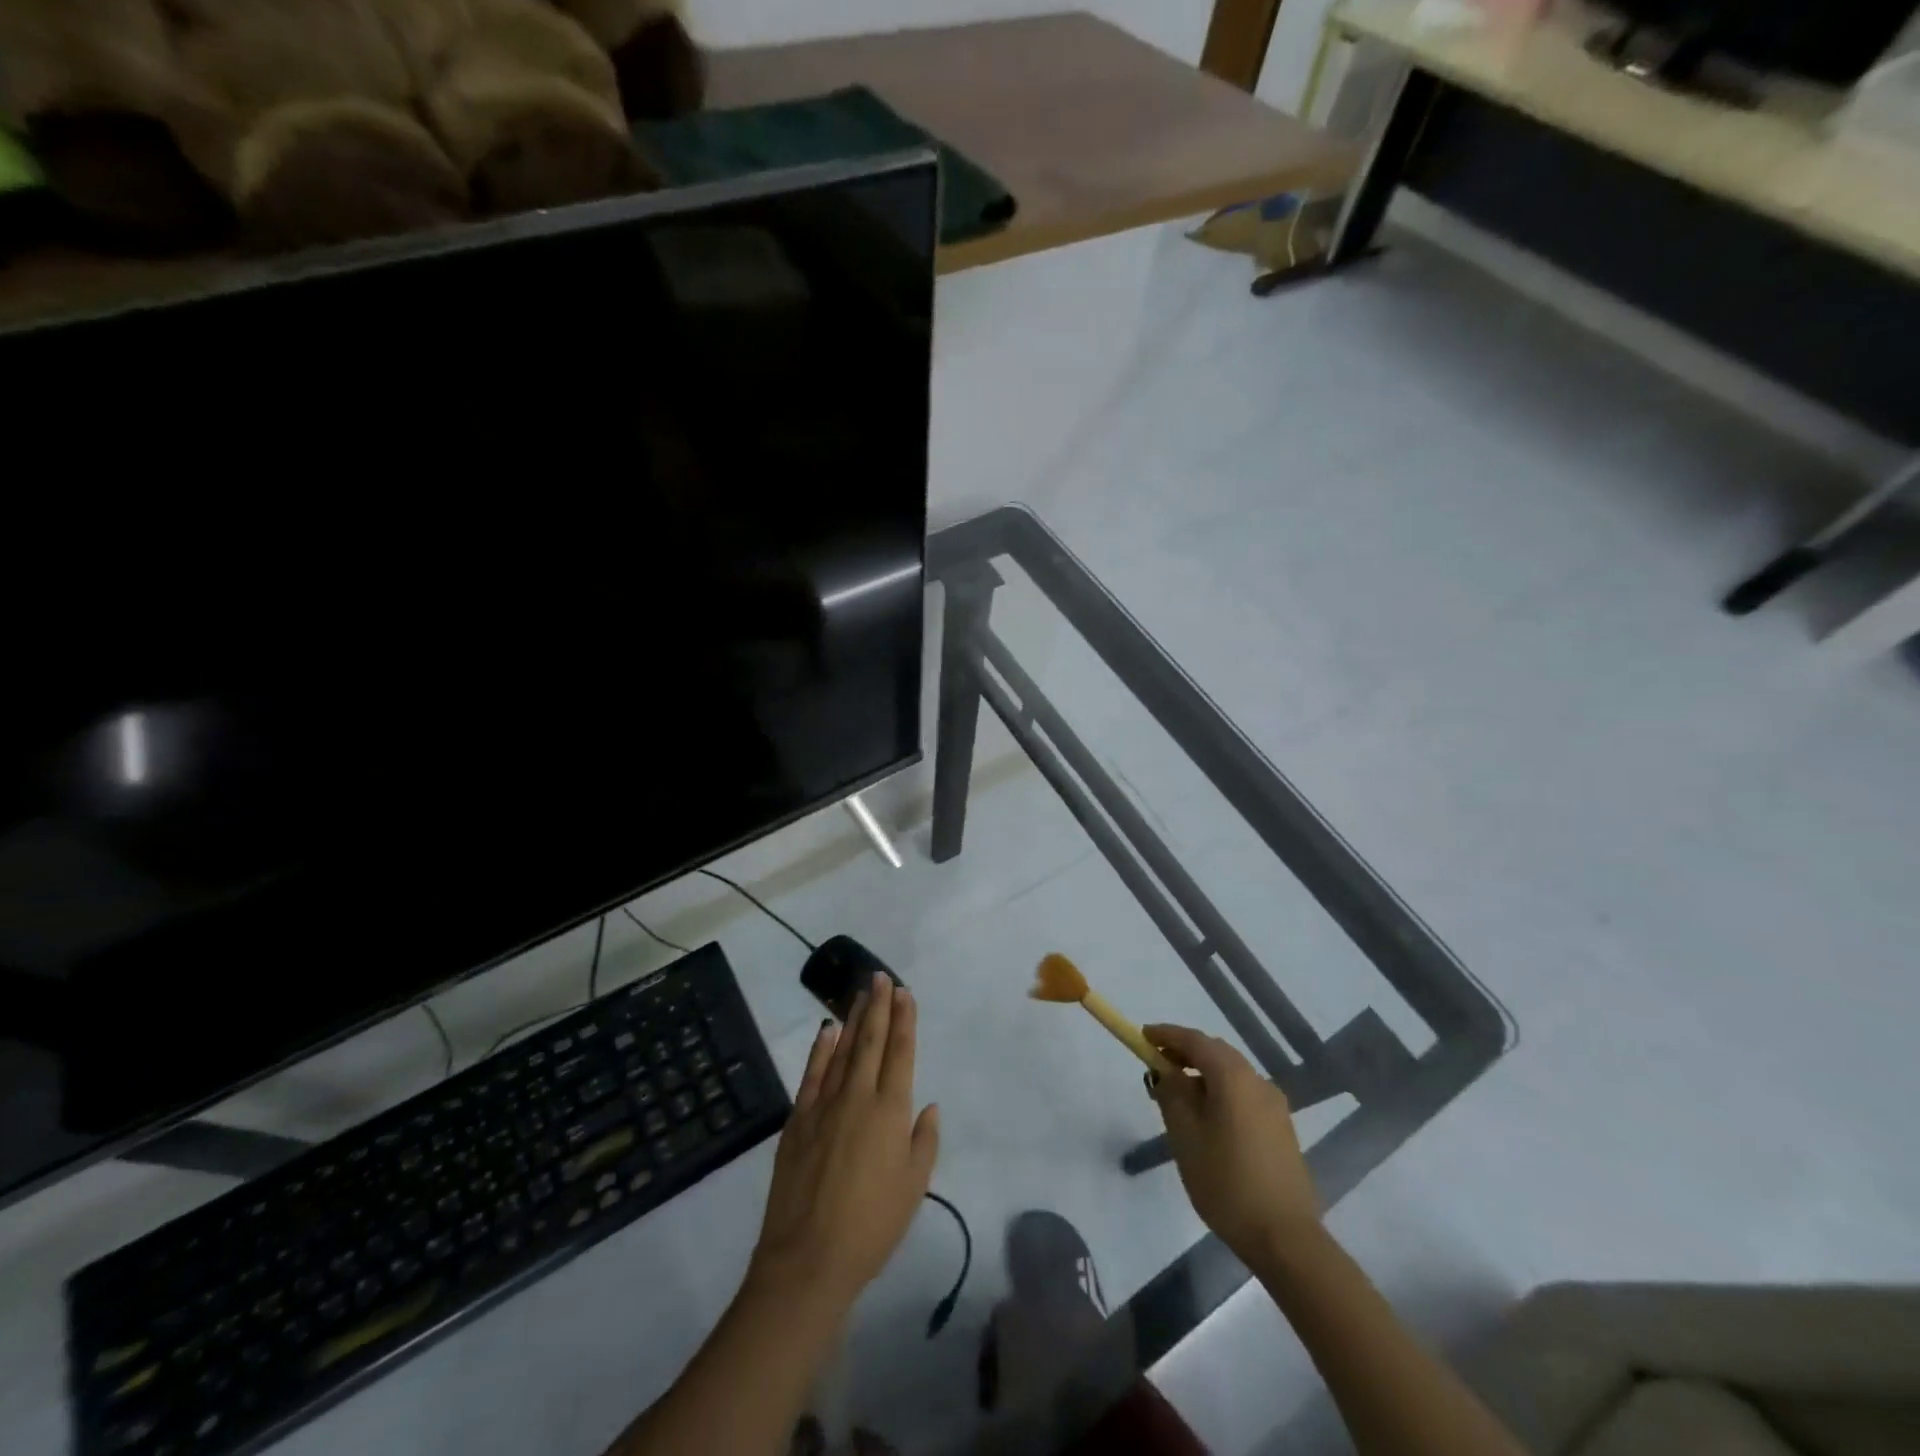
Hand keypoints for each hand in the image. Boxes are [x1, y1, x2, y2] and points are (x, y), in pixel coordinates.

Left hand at [750, 975, 939, 1309]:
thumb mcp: (913, 1188)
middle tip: (881, 977)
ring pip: (843, 1050)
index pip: (900, 1053)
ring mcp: (824, 1105)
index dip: (904, 1020)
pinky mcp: (797, 1120)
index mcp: (890, 1112)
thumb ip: (923, 1141)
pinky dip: (820, 1049)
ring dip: (854, 1020)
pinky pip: (812, 1074)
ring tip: (861, 993)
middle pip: (871, 1042)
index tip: (904, 992)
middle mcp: (858, 1097)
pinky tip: (827, 1030)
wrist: (807, 1260)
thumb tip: (927, 1105)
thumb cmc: (871, 1227)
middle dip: (879, 1007)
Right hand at [1144, 1024, 1319, 1262]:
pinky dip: (1220, 1092)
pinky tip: (1208, 1118)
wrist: (1284, 1237)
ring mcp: (1274, 1105)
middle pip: (1215, 1052)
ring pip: (1231, 1074)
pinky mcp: (1281, 1127)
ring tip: (1178, 1096)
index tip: (1142, 1036)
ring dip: (1203, 1074)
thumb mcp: (1184, 1135)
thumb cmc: (1226, 1181)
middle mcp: (1257, 1081)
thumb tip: (1166, 1071)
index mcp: (1232, 1076)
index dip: (1166, 1035)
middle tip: (1157, 1066)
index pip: (1194, 1040)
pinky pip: (1244, 1094)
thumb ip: (1171, 1093)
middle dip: (1184, 1053)